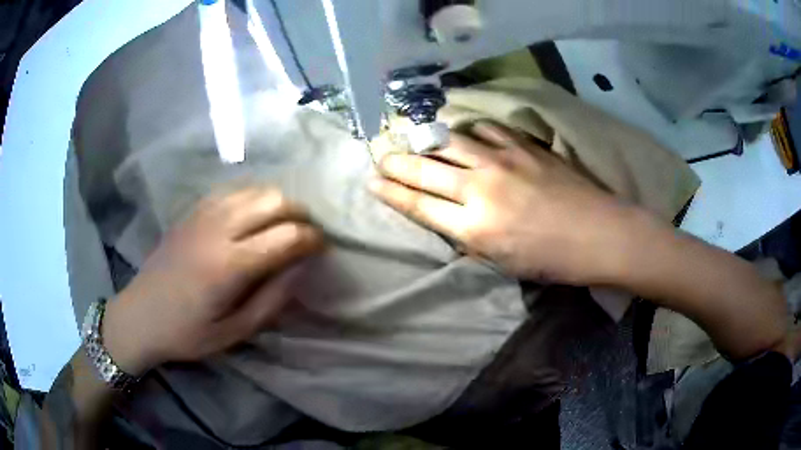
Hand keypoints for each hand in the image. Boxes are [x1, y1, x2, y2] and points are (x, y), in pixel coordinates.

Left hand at [102, 187, 324, 374]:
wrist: (140, 315)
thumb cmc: (188, 333)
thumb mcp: (235, 332)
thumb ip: (272, 299)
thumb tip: (301, 267)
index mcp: (229, 266)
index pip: (286, 237)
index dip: (312, 239)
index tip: (322, 247)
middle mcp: (218, 230)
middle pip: (273, 200)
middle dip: (300, 214)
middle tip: (306, 234)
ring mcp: (202, 214)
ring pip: (255, 189)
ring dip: (278, 202)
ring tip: (284, 224)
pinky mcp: (192, 211)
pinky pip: (232, 190)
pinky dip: (253, 197)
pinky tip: (254, 216)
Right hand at [370, 122, 632, 284]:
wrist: (599, 233)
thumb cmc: (552, 260)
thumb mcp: (502, 263)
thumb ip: (469, 236)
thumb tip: (446, 215)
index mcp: (475, 227)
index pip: (418, 204)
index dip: (390, 192)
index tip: (371, 181)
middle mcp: (481, 188)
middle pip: (425, 169)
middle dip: (395, 162)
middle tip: (378, 155)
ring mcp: (503, 160)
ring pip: (450, 140)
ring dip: (426, 140)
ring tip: (413, 138)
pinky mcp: (523, 146)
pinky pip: (485, 130)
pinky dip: (468, 131)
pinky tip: (464, 134)